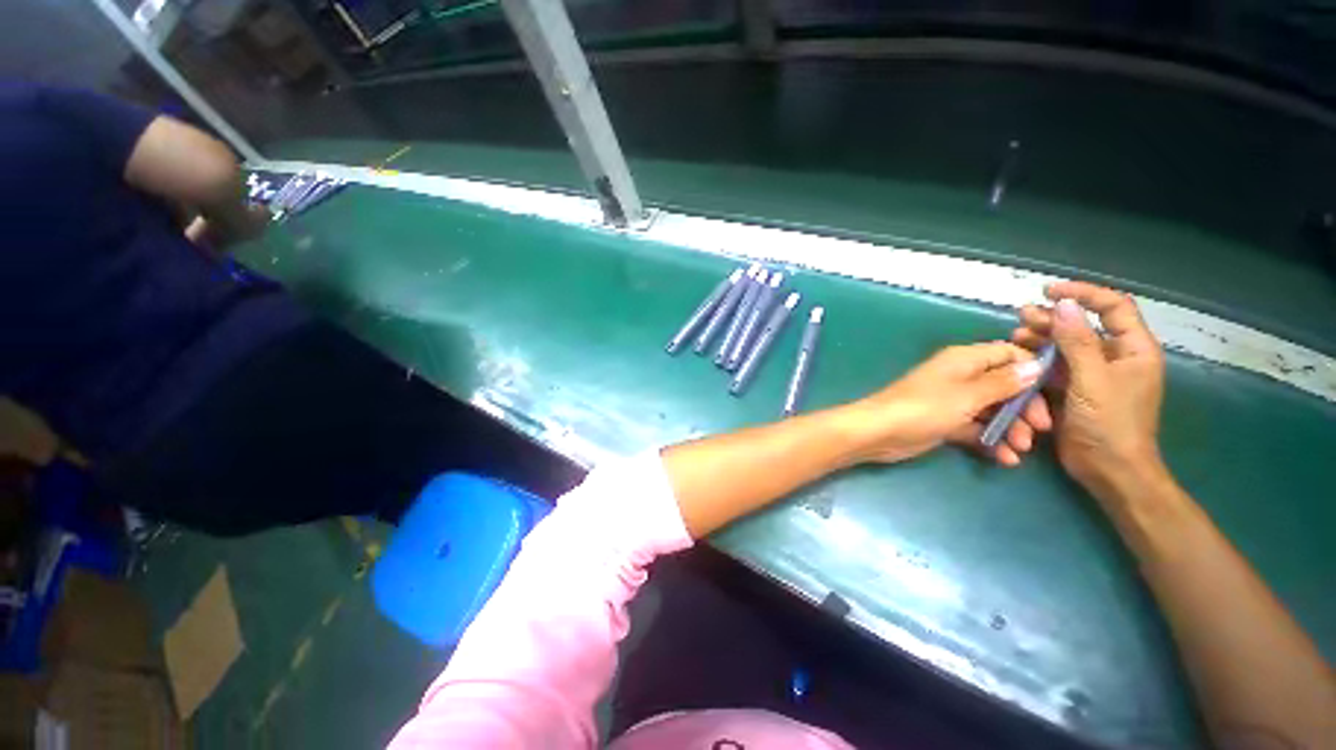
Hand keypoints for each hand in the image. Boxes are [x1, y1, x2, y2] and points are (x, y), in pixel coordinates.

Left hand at [845, 342, 1051, 465]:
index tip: (1056, 391)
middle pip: (1005, 385)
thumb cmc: (923, 408)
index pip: (1008, 353)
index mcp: (964, 360)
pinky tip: (1005, 459)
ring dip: (1010, 428)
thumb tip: (1036, 364)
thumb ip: (1003, 382)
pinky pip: (976, 428)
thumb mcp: (967, 394)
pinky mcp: (945, 423)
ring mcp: (952, 401)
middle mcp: (960, 377)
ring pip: (993, 410)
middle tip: (1040, 430)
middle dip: (1025, 406)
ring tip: (1020, 449)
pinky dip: (990, 441)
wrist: (879, 432)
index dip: (1033, 369)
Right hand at [1011, 281, 1167, 501]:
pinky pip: (1056, 366)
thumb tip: (1064, 305)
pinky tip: (1020, 357)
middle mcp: (1115, 357)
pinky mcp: (1075, 390)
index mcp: (1133, 350)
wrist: (1108, 470)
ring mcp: (1094, 374)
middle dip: (1054, 318)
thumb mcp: (1093, 381)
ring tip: (1015, 334)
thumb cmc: (1110, 425)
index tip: (1049, 291)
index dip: (1084, 293)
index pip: (1113, 307)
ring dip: (1042, 338)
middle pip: (1084, 326)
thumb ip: (1079, 342)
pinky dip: (1038, 359)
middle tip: (1022, 315)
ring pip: (1066, 346)